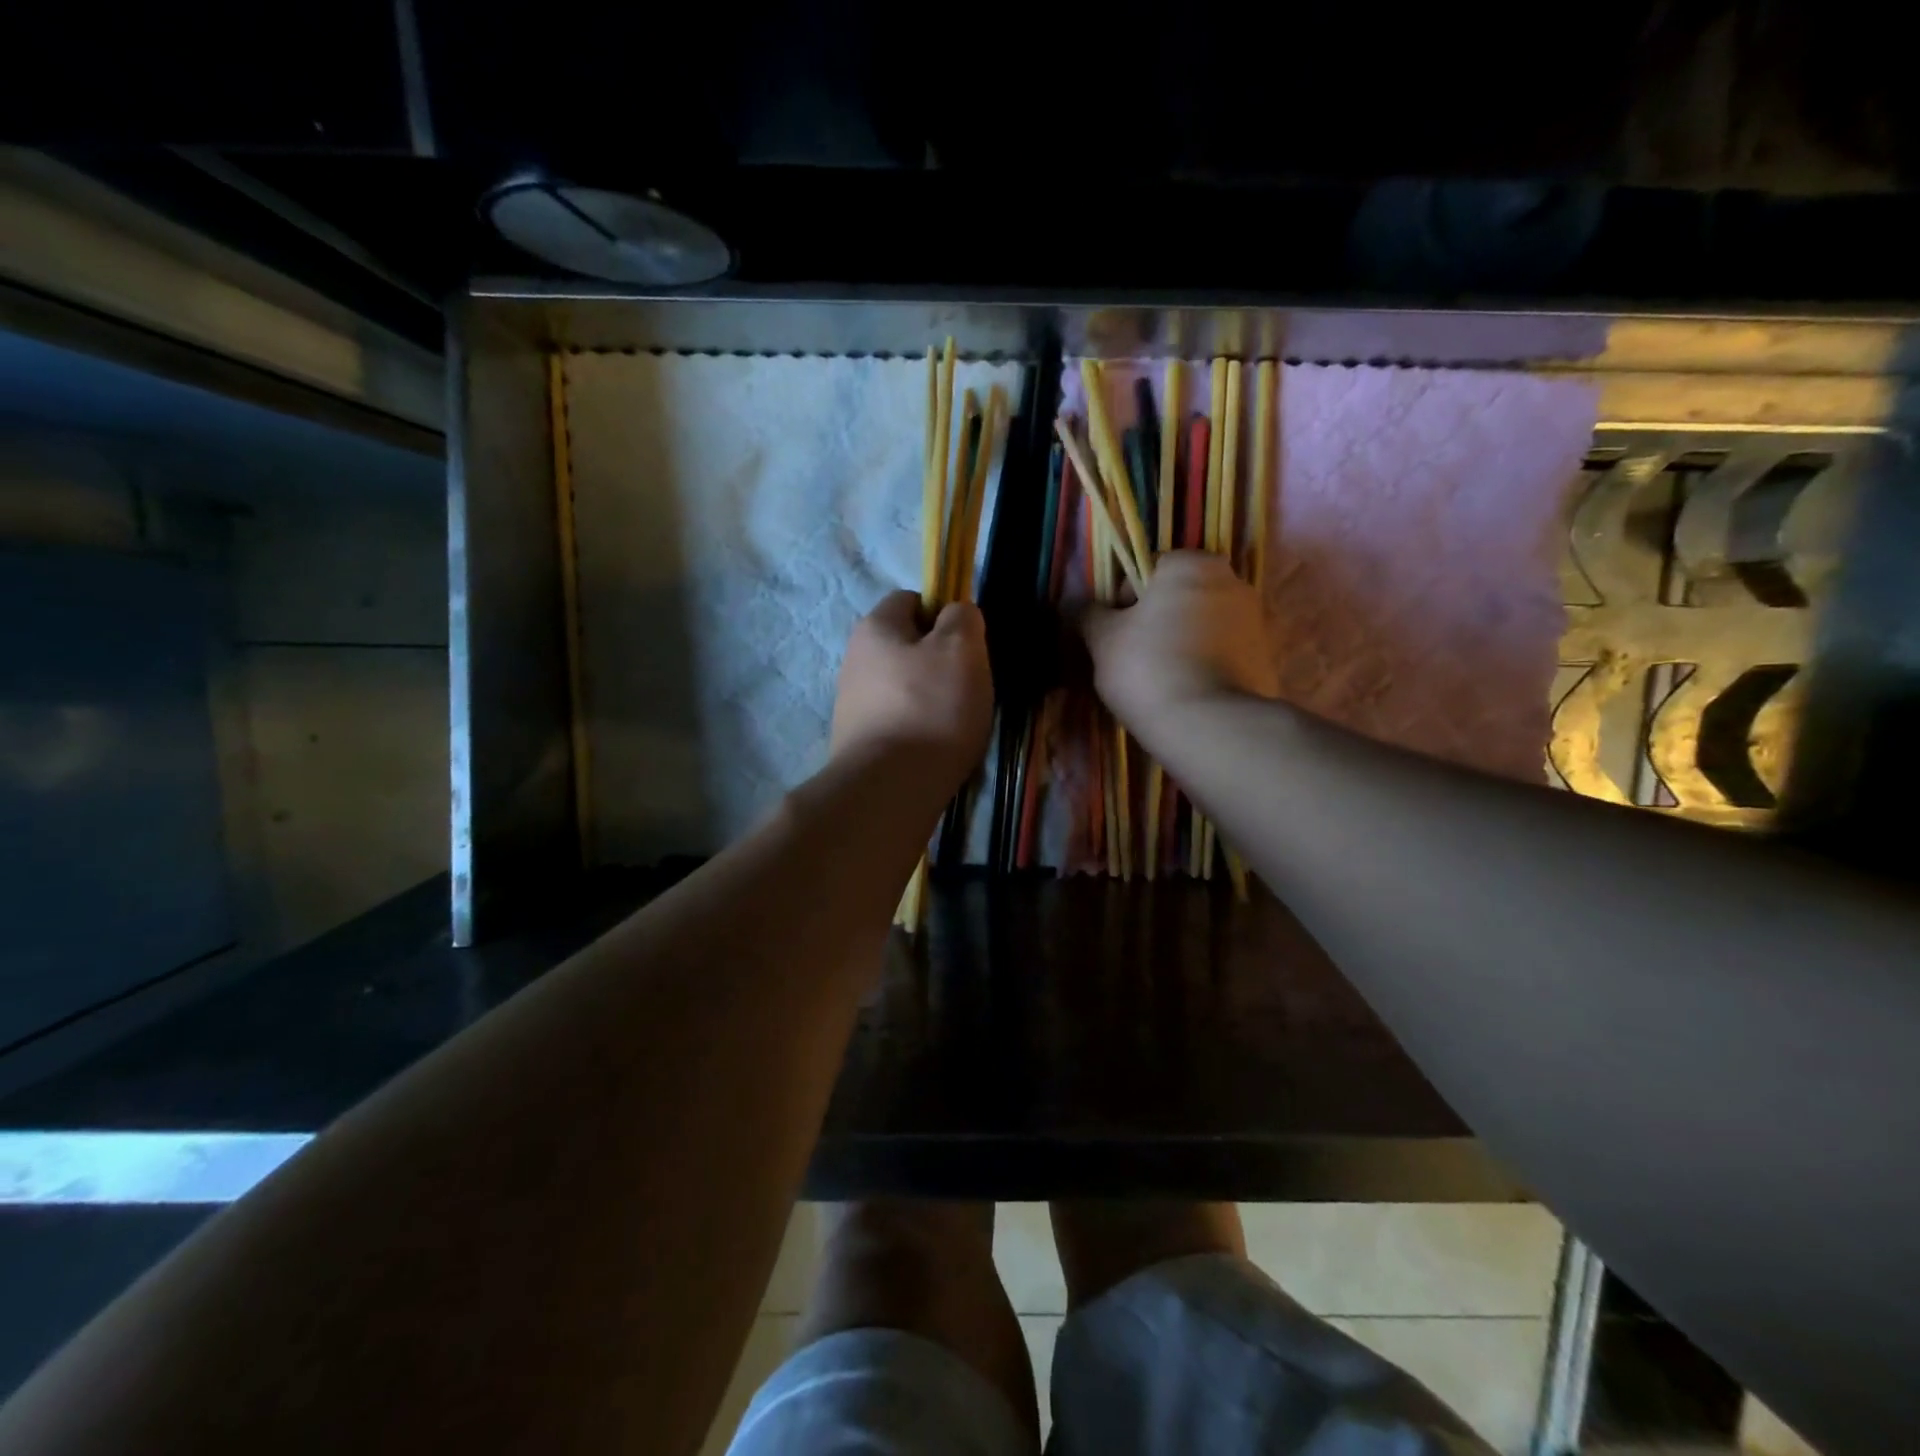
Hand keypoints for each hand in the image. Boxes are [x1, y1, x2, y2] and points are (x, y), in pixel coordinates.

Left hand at [831, 592, 993, 787]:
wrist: (890, 787)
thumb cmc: (931, 708)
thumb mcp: (962, 649)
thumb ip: (963, 619)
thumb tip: (957, 614)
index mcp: (875, 627)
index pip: (911, 599)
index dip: (943, 613)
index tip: (969, 643)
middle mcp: (855, 659)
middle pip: (907, 646)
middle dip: (940, 660)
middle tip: (969, 685)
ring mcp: (852, 703)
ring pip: (904, 686)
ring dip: (931, 698)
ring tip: (956, 723)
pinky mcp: (857, 740)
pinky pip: (898, 720)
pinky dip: (919, 728)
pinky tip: (936, 747)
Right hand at [1081, 552, 1278, 732]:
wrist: (1211, 726)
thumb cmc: (1149, 668)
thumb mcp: (1103, 640)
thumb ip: (1090, 615)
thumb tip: (1085, 608)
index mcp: (1192, 564)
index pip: (1148, 568)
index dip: (1124, 600)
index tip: (1116, 634)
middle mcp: (1232, 581)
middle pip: (1180, 596)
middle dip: (1158, 620)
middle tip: (1135, 659)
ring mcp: (1256, 621)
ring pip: (1203, 625)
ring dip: (1182, 643)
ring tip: (1162, 681)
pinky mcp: (1266, 658)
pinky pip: (1223, 653)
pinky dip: (1206, 665)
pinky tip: (1188, 693)